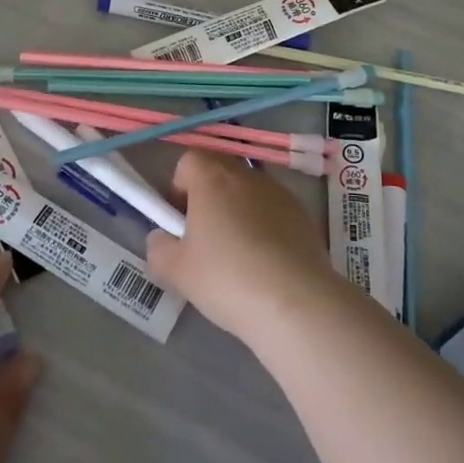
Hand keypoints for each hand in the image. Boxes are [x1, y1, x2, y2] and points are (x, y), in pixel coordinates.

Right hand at [145, 151, 337, 343]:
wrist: (296, 302)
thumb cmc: (227, 278)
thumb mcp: (176, 271)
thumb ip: (159, 248)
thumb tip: (162, 239)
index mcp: (212, 178)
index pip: (188, 160)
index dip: (179, 187)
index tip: (180, 222)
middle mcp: (246, 175)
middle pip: (219, 172)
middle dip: (208, 198)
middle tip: (204, 239)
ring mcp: (279, 193)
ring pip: (248, 192)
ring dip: (238, 212)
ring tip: (238, 257)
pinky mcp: (303, 215)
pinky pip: (274, 211)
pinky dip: (265, 227)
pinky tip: (266, 265)